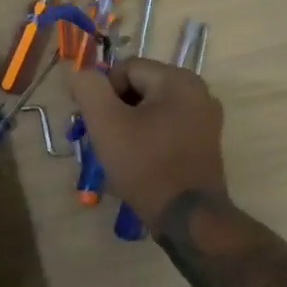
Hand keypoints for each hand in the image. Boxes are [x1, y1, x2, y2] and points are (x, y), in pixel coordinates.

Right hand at [68, 58, 227, 227]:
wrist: (187, 218)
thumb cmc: (145, 165)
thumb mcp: (106, 123)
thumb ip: (89, 88)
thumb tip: (81, 73)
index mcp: (178, 80)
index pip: (125, 68)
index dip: (102, 92)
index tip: (93, 122)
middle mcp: (199, 92)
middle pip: (140, 87)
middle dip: (115, 109)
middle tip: (101, 139)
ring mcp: (206, 119)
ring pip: (151, 110)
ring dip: (129, 125)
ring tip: (117, 153)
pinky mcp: (205, 143)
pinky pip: (166, 128)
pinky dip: (148, 138)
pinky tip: (137, 161)